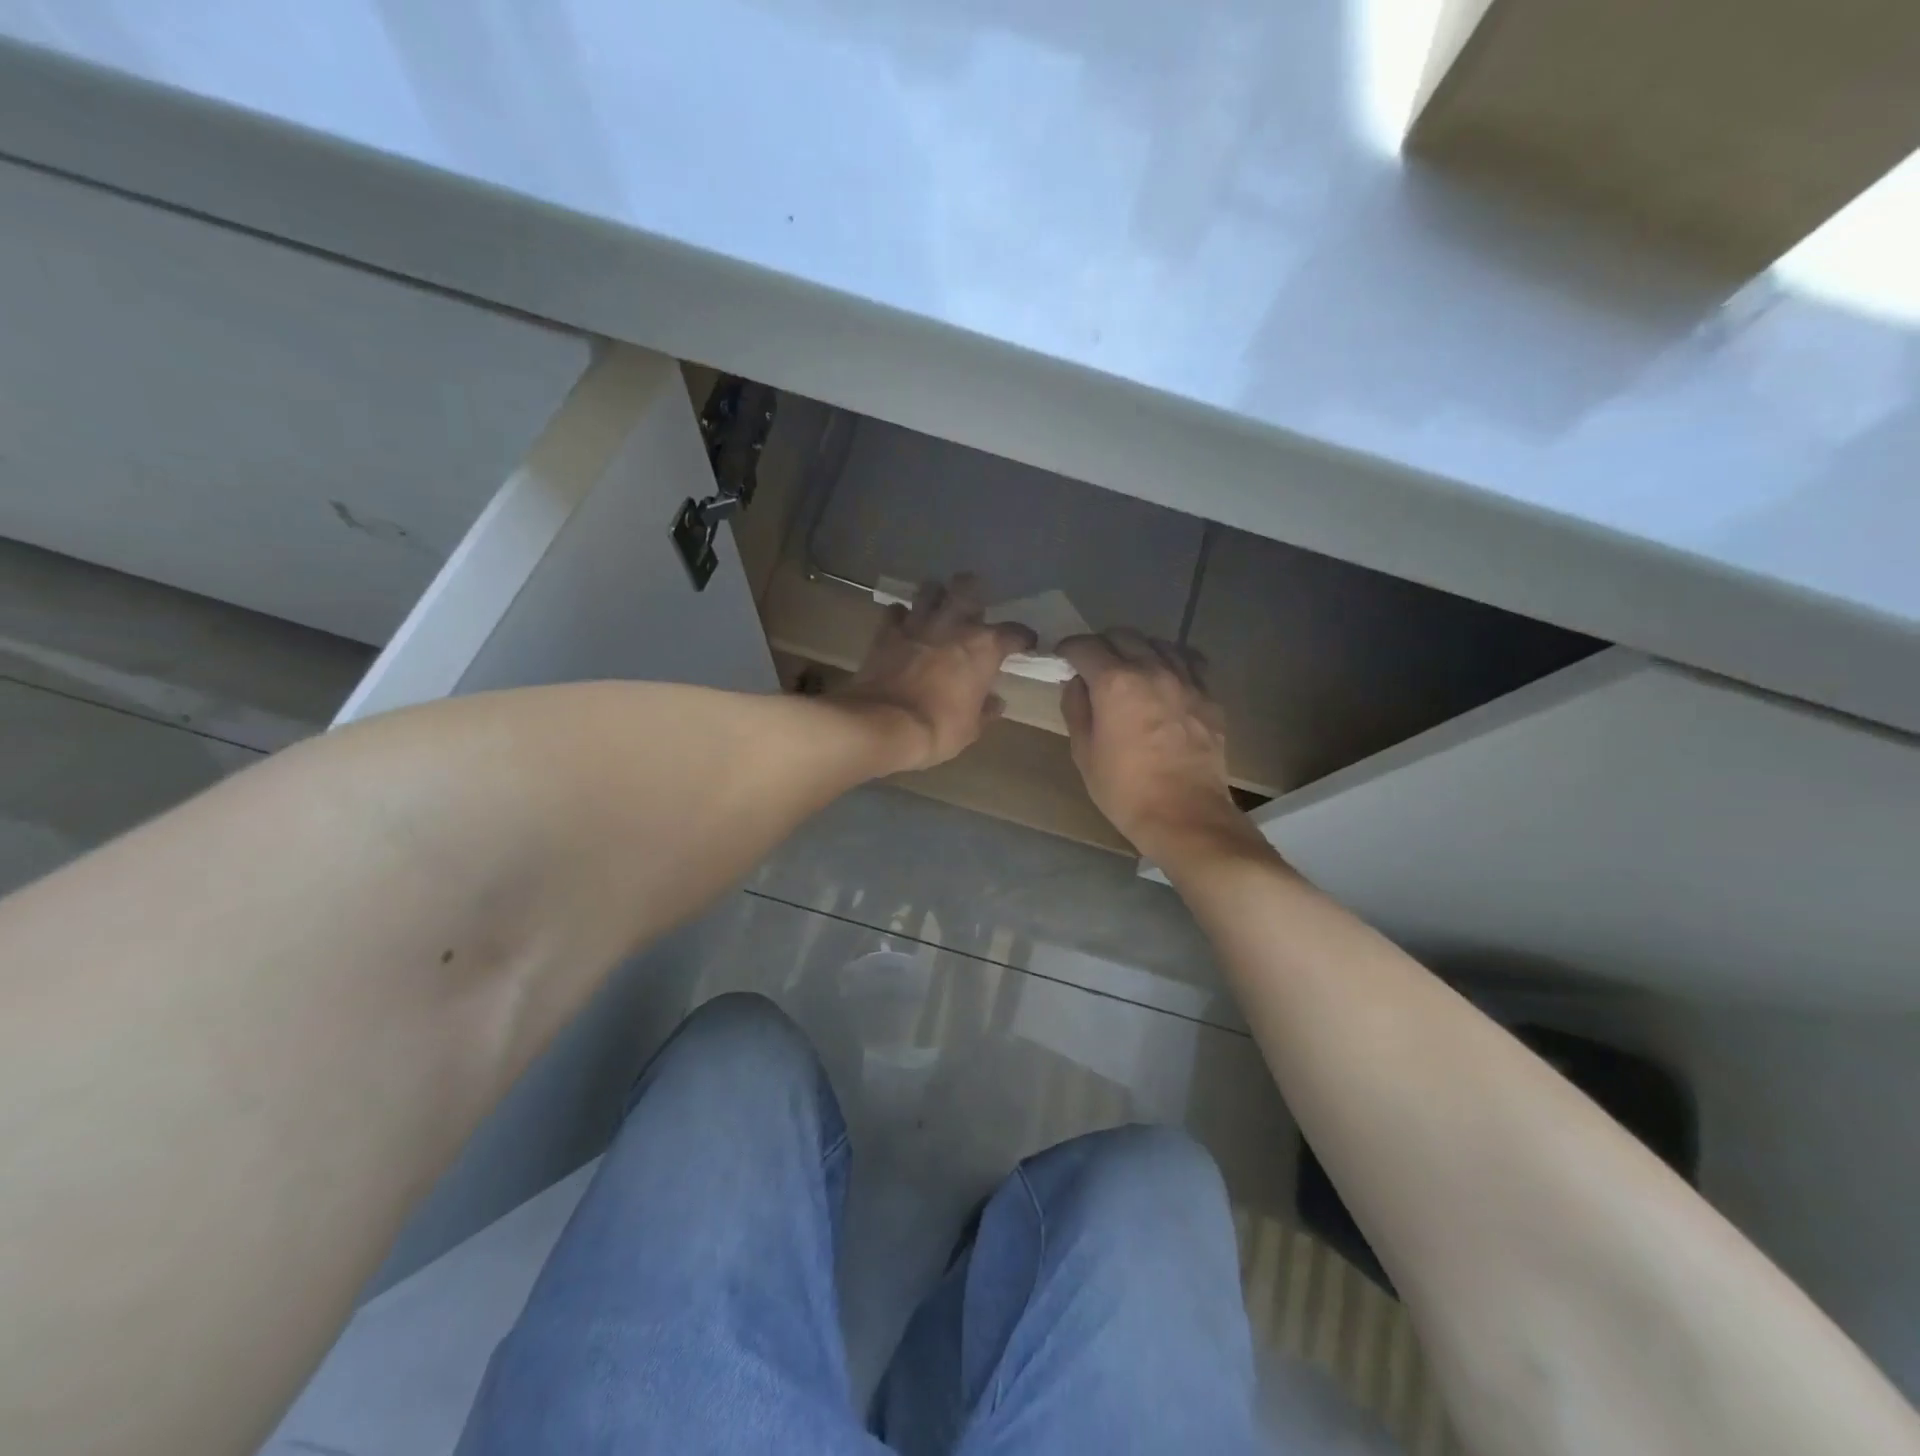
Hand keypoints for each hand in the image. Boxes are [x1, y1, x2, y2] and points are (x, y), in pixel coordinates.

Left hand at [834, 574, 1036, 773]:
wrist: (884, 724)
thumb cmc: (939, 728)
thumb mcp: (971, 728)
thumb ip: (986, 710)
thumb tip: (995, 702)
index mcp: (984, 647)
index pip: (1015, 632)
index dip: (1023, 638)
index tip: (1025, 644)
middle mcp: (954, 625)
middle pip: (967, 587)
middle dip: (973, 589)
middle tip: (974, 603)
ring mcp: (918, 624)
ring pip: (929, 590)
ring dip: (935, 595)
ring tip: (937, 605)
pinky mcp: (887, 632)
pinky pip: (895, 612)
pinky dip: (901, 616)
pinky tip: (903, 623)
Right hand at [1057, 630, 1260, 858]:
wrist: (1185, 815)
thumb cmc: (1125, 790)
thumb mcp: (1084, 753)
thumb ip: (1076, 709)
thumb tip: (1077, 683)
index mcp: (1114, 683)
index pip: (1085, 646)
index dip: (1069, 650)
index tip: (1063, 659)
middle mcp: (1151, 670)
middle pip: (1123, 636)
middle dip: (1102, 644)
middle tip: (1094, 666)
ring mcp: (1185, 681)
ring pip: (1158, 643)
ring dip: (1138, 649)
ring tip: (1131, 668)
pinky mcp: (1209, 696)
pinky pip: (1190, 662)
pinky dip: (1173, 660)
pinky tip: (1167, 676)